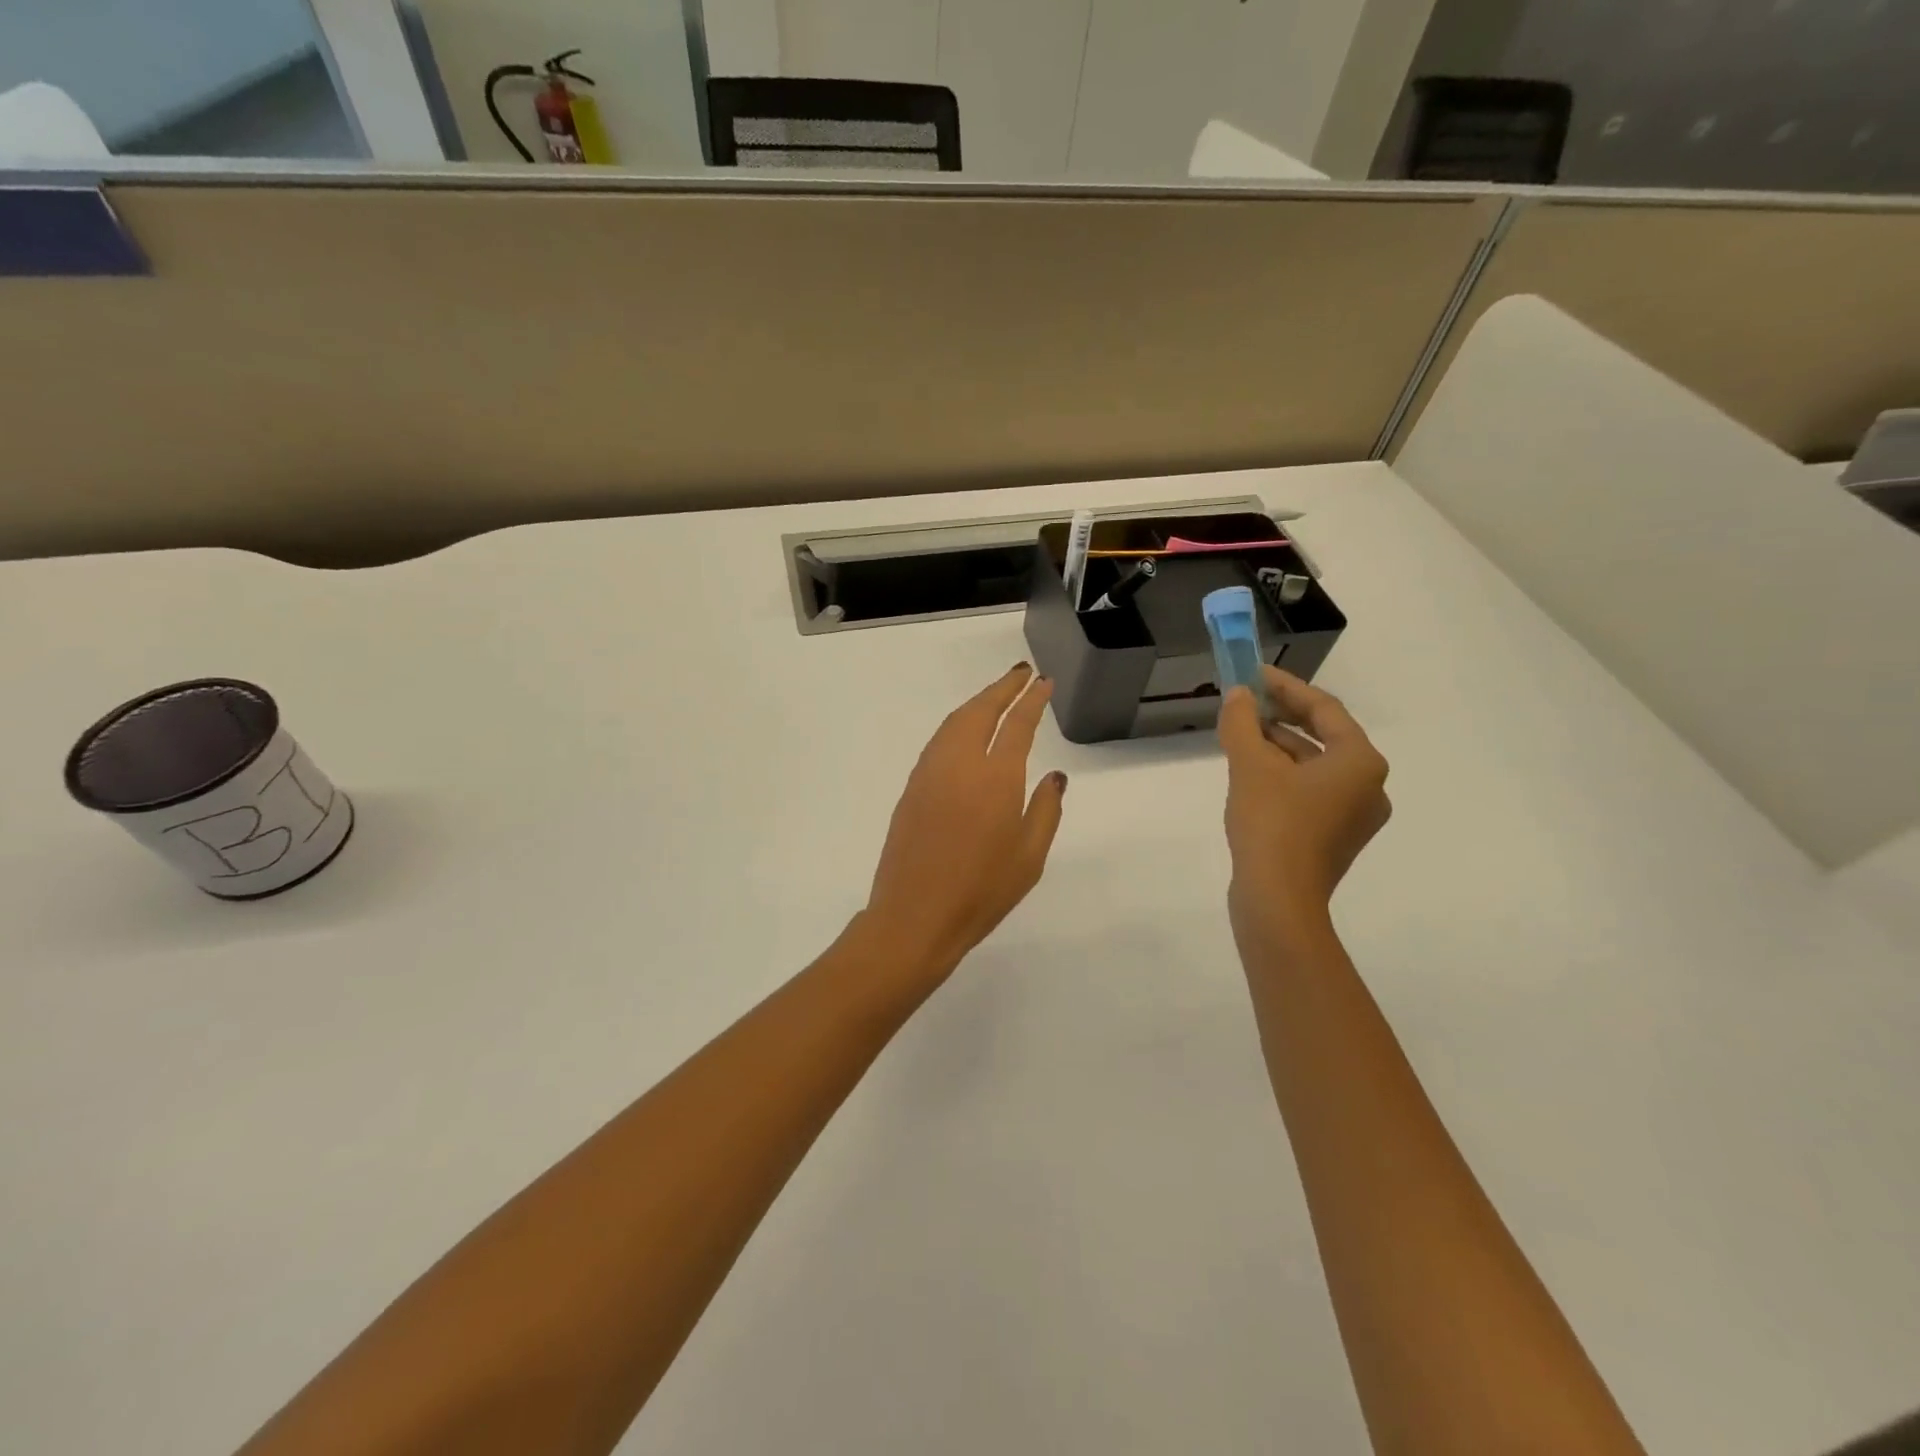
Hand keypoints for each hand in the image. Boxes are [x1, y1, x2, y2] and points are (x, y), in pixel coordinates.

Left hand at [861, 663, 1067, 982]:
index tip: (1043, 682)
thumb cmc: (982, 892)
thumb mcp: (1030, 856)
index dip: (1032, 699)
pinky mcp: (911, 788)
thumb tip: (1054, 776)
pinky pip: (938, 741)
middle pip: (981, 711)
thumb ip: (1045, 809)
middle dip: (1002, 688)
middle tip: (1021, 673)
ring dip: (977, 702)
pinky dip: (957, 724)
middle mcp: (960, 764)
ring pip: (955, 722)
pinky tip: (966, 733)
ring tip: (996, 696)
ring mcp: (930, 773)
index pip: (1017, 724)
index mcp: (996, 777)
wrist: (914, 916)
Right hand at [1219, 666, 1389, 943]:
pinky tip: (1251, 772)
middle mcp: (1368, 785)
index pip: (1323, 708)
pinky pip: (1310, 791)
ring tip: (1240, 734)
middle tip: (1245, 701)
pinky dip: (1283, 775)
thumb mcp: (1250, 765)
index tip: (1253, 674)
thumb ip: (1241, 723)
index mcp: (1360, 761)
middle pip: (1323, 736)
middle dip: (1281, 716)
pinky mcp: (1334, 838)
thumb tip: (1238, 695)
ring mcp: (1354, 815)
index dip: (1285, 687)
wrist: (1278, 900)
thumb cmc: (1271, 823)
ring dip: (1279, 746)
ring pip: (1314, 765)